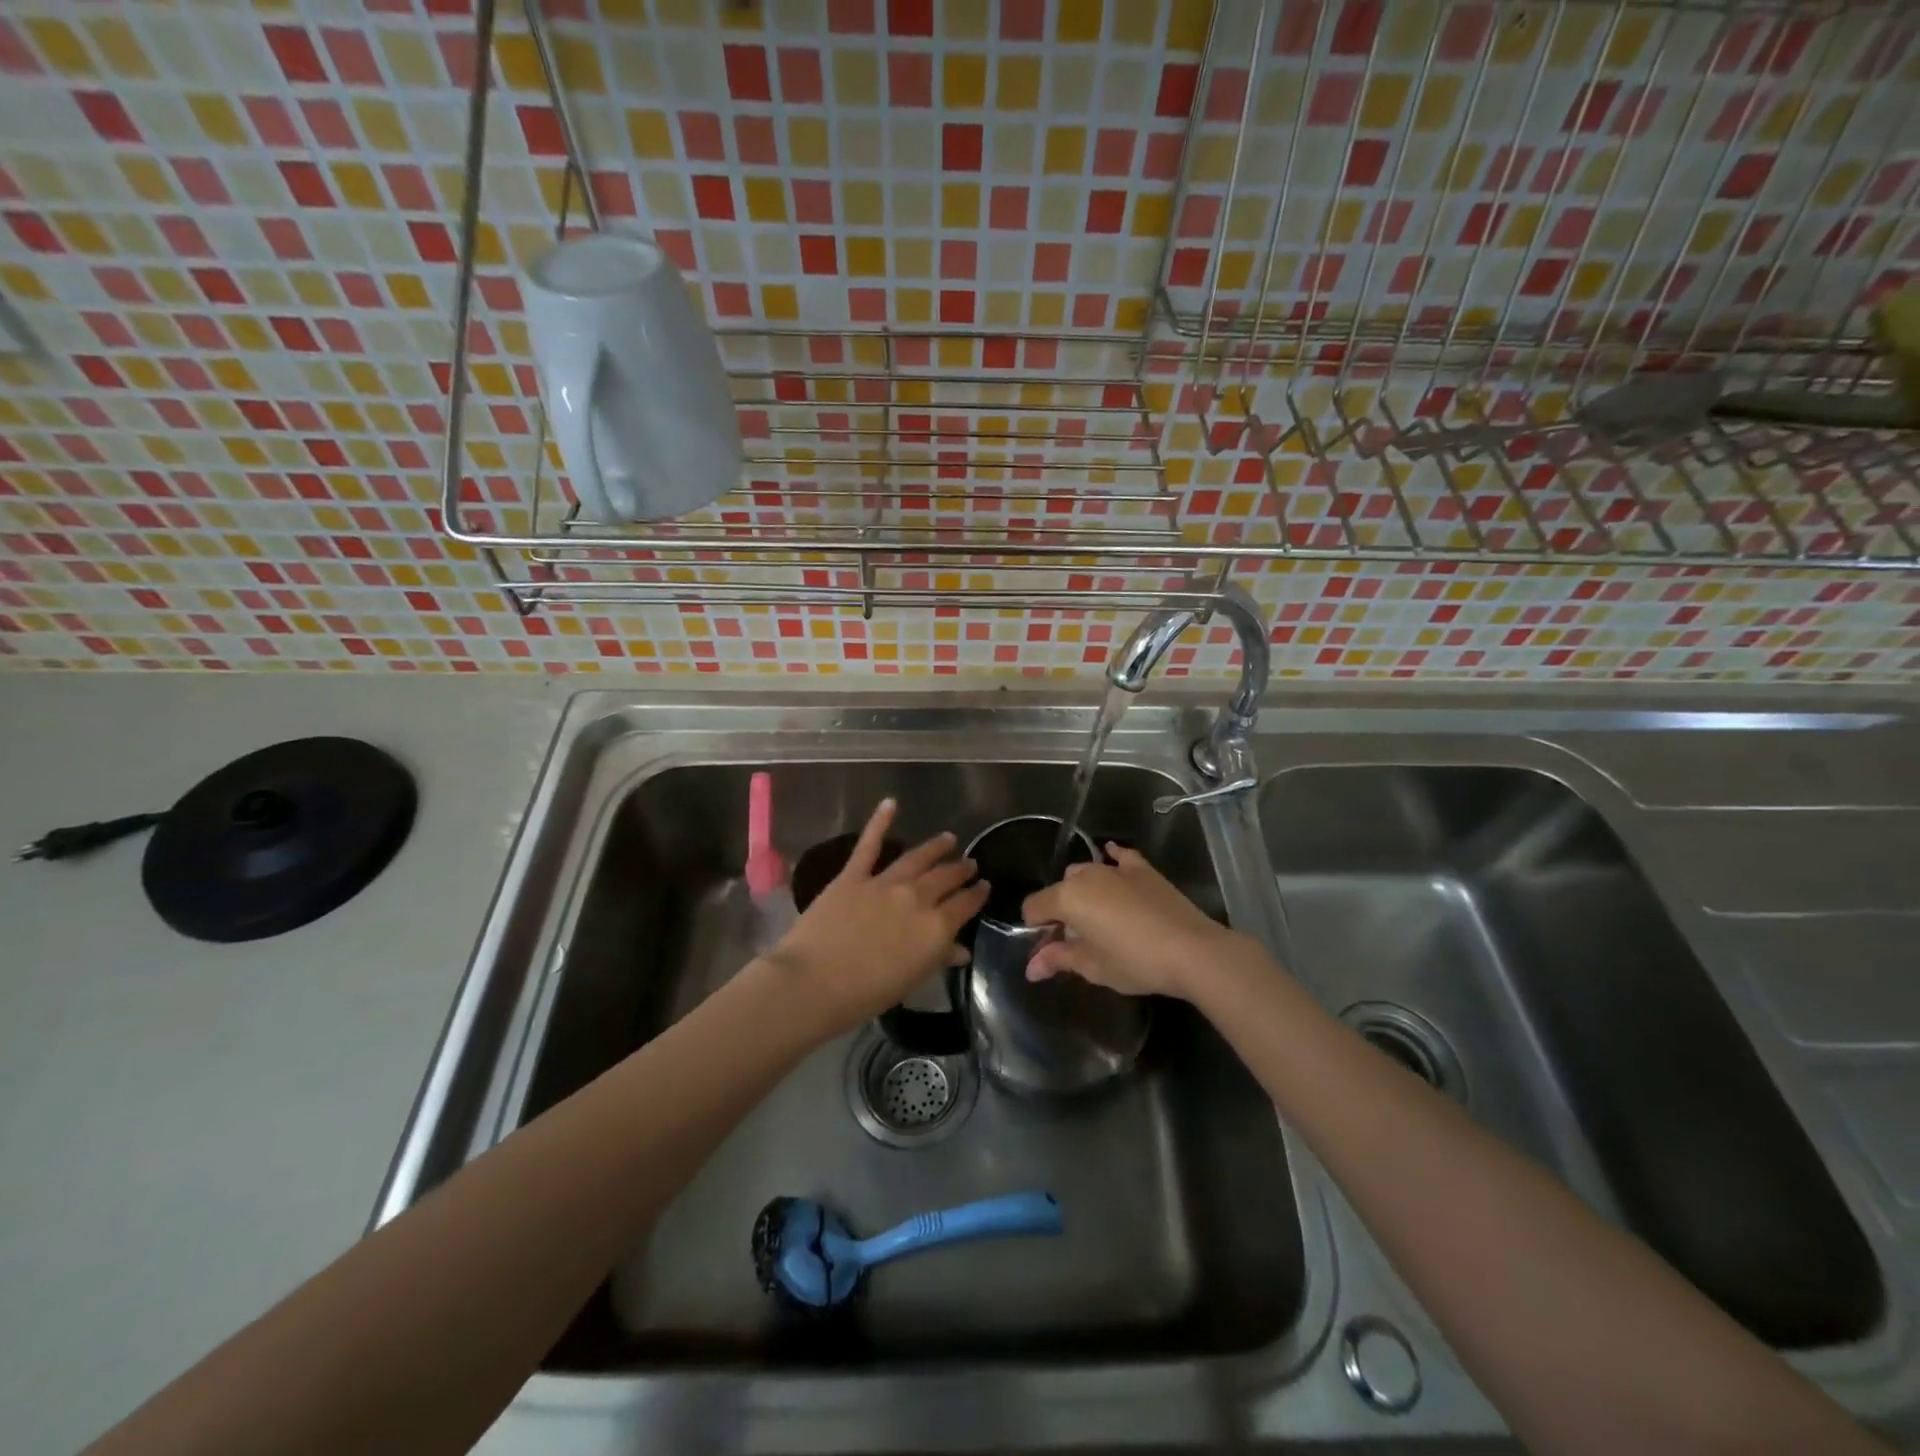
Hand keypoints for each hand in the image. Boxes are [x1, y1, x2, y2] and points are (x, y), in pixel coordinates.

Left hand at [766, 798, 988, 1038]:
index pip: (965, 904)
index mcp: (936, 927)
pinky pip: (869, 845)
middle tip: (969, 863)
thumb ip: (937, 958)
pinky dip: (879, 822)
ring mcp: (884, 882)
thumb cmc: (866, 993)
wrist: (815, 981)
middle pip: (945, 877)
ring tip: (947, 838)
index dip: (977, 894)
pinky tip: (890, 804)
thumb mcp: (911, 980)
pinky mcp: (853, 875)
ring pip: (917, 858)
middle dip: (960, 869)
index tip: (984, 886)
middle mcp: (917, 897)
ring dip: (935, 847)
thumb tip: (960, 949)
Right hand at [1021, 844, 1256, 1000]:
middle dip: (1059, 913)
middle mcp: (1087, 875)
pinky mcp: (1143, 870)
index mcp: (1068, 897)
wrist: (1193, 951)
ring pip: (1086, 874)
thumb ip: (1058, 959)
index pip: (1034, 907)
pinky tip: (1112, 861)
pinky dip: (1112, 859)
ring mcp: (1116, 868)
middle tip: (1073, 942)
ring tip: (1097, 920)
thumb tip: (1031, 967)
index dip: (1034, 930)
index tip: (1046, 953)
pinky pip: (1119, 857)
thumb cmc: (1136, 962)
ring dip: (1082, 893)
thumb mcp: (1093, 967)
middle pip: (1060, 891)